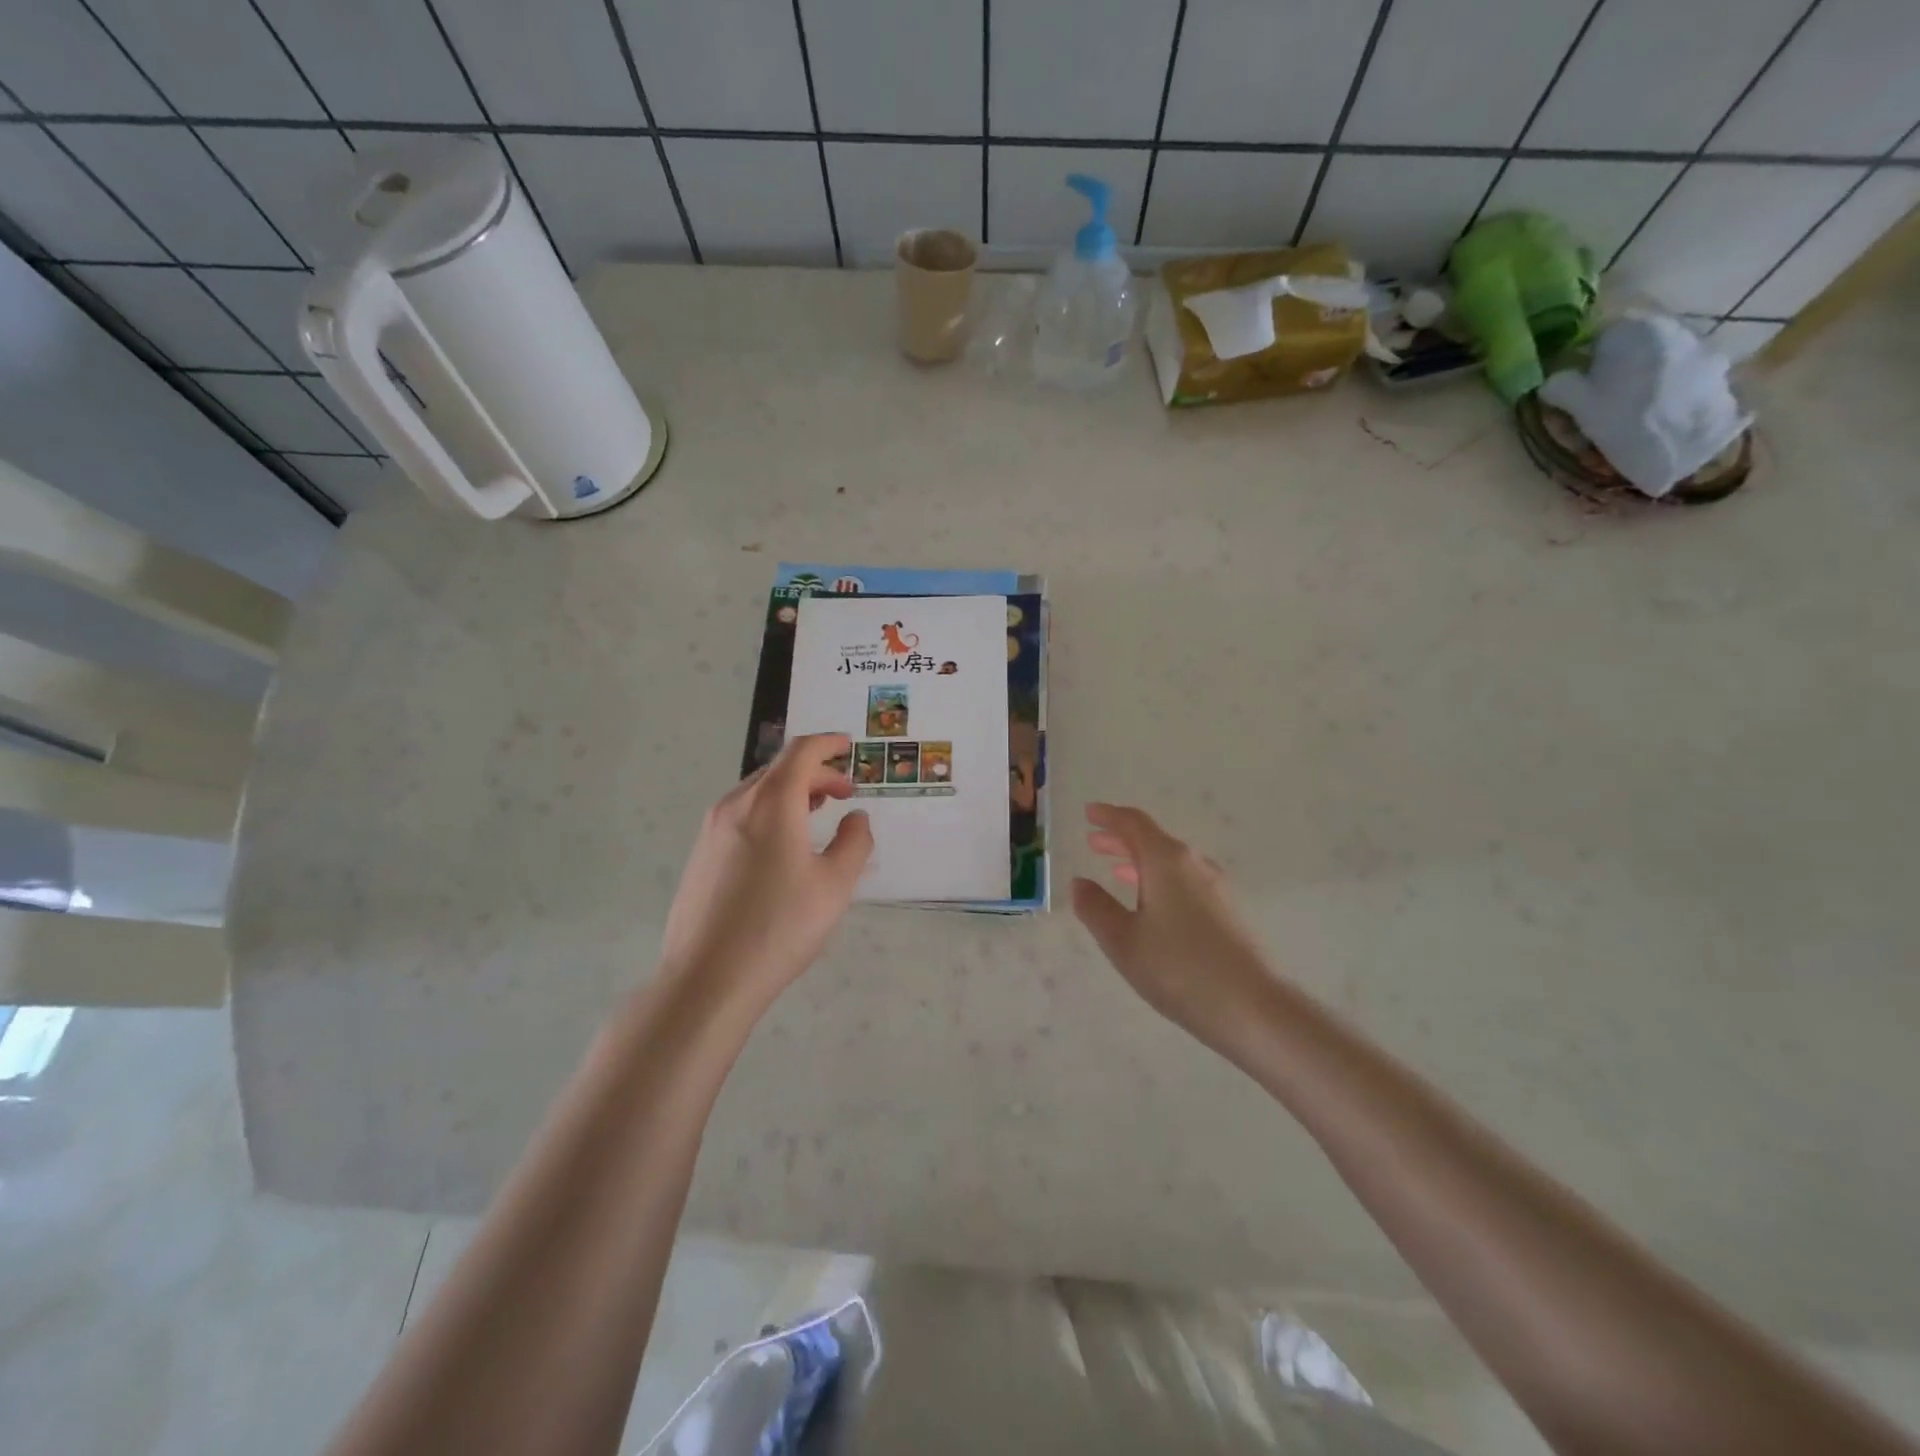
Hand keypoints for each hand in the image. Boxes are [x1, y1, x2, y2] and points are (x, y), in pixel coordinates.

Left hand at [660, 733, 871, 1005]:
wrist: (708, 978)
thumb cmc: (780, 926)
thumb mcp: (835, 885)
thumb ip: (854, 842)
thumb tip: (856, 818)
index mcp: (772, 803)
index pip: (802, 752)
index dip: (828, 745)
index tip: (849, 746)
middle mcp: (737, 805)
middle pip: (779, 770)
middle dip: (815, 774)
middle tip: (845, 794)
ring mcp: (712, 829)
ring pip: (758, 792)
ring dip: (792, 793)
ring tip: (816, 814)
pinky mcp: (702, 854)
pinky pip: (742, 815)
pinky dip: (770, 812)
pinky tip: (783, 844)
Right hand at [1072, 803, 1276, 1045]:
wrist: (1254, 1007)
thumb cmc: (1179, 969)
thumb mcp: (1123, 941)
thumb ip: (1096, 908)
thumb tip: (1080, 883)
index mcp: (1166, 861)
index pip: (1133, 824)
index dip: (1108, 816)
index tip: (1088, 813)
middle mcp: (1194, 865)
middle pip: (1153, 840)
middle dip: (1121, 839)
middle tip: (1094, 841)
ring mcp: (1216, 888)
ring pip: (1170, 863)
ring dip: (1140, 862)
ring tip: (1117, 872)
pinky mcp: (1228, 912)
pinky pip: (1185, 881)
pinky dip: (1159, 881)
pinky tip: (1153, 905)